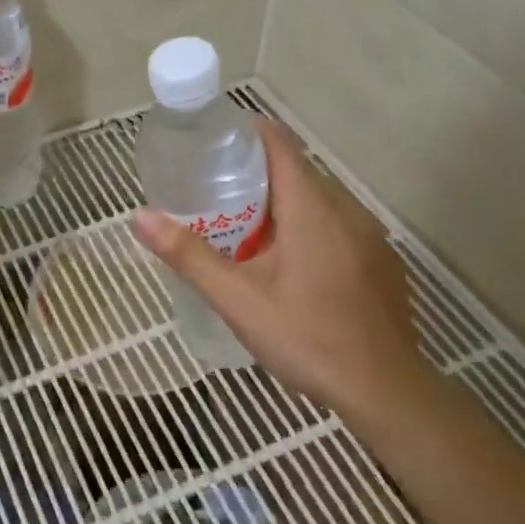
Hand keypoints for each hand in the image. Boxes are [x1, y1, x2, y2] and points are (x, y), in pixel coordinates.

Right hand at [131, 117, 425, 422]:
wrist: (385, 390)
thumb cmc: (306, 337)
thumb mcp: (236, 298)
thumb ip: (188, 255)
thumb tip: (140, 216)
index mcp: (311, 206)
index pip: (280, 142)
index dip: (247, 133)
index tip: (212, 143)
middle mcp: (346, 209)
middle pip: (297, 170)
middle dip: (255, 172)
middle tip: (213, 192)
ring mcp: (370, 235)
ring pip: (319, 200)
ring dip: (282, 202)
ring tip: (244, 228)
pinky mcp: (380, 261)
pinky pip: (338, 225)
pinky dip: (308, 227)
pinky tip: (289, 265)